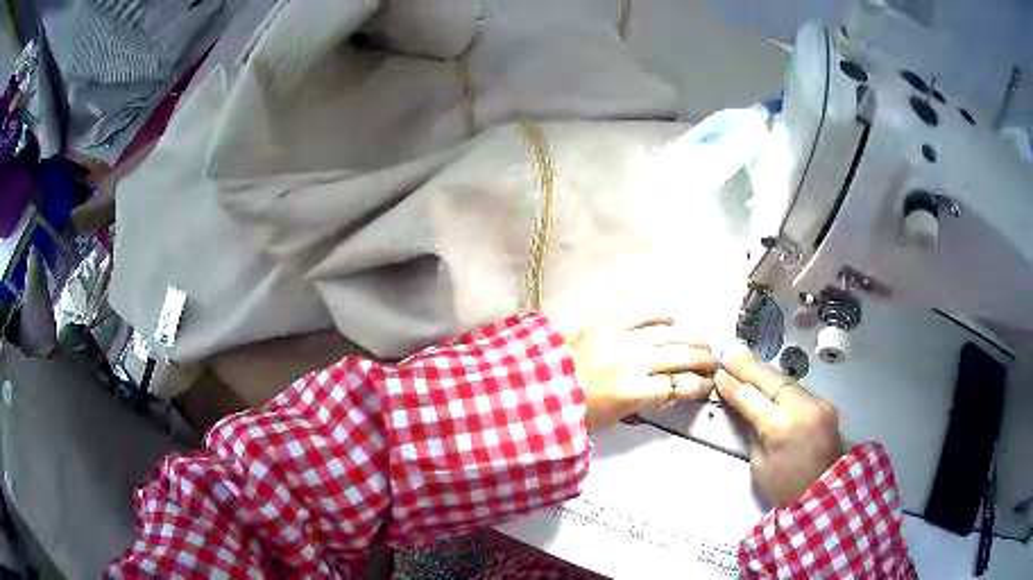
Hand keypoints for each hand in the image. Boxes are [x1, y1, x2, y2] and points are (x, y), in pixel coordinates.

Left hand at [566, 316, 718, 431]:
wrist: (535, 389)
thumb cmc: (571, 412)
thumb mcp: (609, 421)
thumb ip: (638, 407)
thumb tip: (659, 396)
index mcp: (633, 392)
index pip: (679, 387)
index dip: (698, 386)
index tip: (708, 385)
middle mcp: (634, 363)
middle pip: (680, 357)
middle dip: (702, 360)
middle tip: (715, 361)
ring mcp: (621, 340)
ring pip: (666, 334)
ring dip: (688, 337)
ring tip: (704, 340)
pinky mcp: (606, 325)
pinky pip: (639, 315)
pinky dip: (658, 315)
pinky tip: (672, 317)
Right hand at [715, 346, 843, 506]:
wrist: (826, 493)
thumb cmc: (785, 487)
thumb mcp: (759, 465)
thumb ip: (751, 431)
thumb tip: (740, 406)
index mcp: (780, 428)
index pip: (750, 398)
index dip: (732, 385)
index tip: (718, 374)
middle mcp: (802, 408)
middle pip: (770, 379)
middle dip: (747, 366)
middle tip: (729, 353)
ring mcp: (817, 403)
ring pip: (785, 380)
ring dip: (763, 372)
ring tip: (744, 361)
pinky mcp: (825, 403)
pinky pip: (797, 388)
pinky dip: (779, 383)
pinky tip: (767, 379)